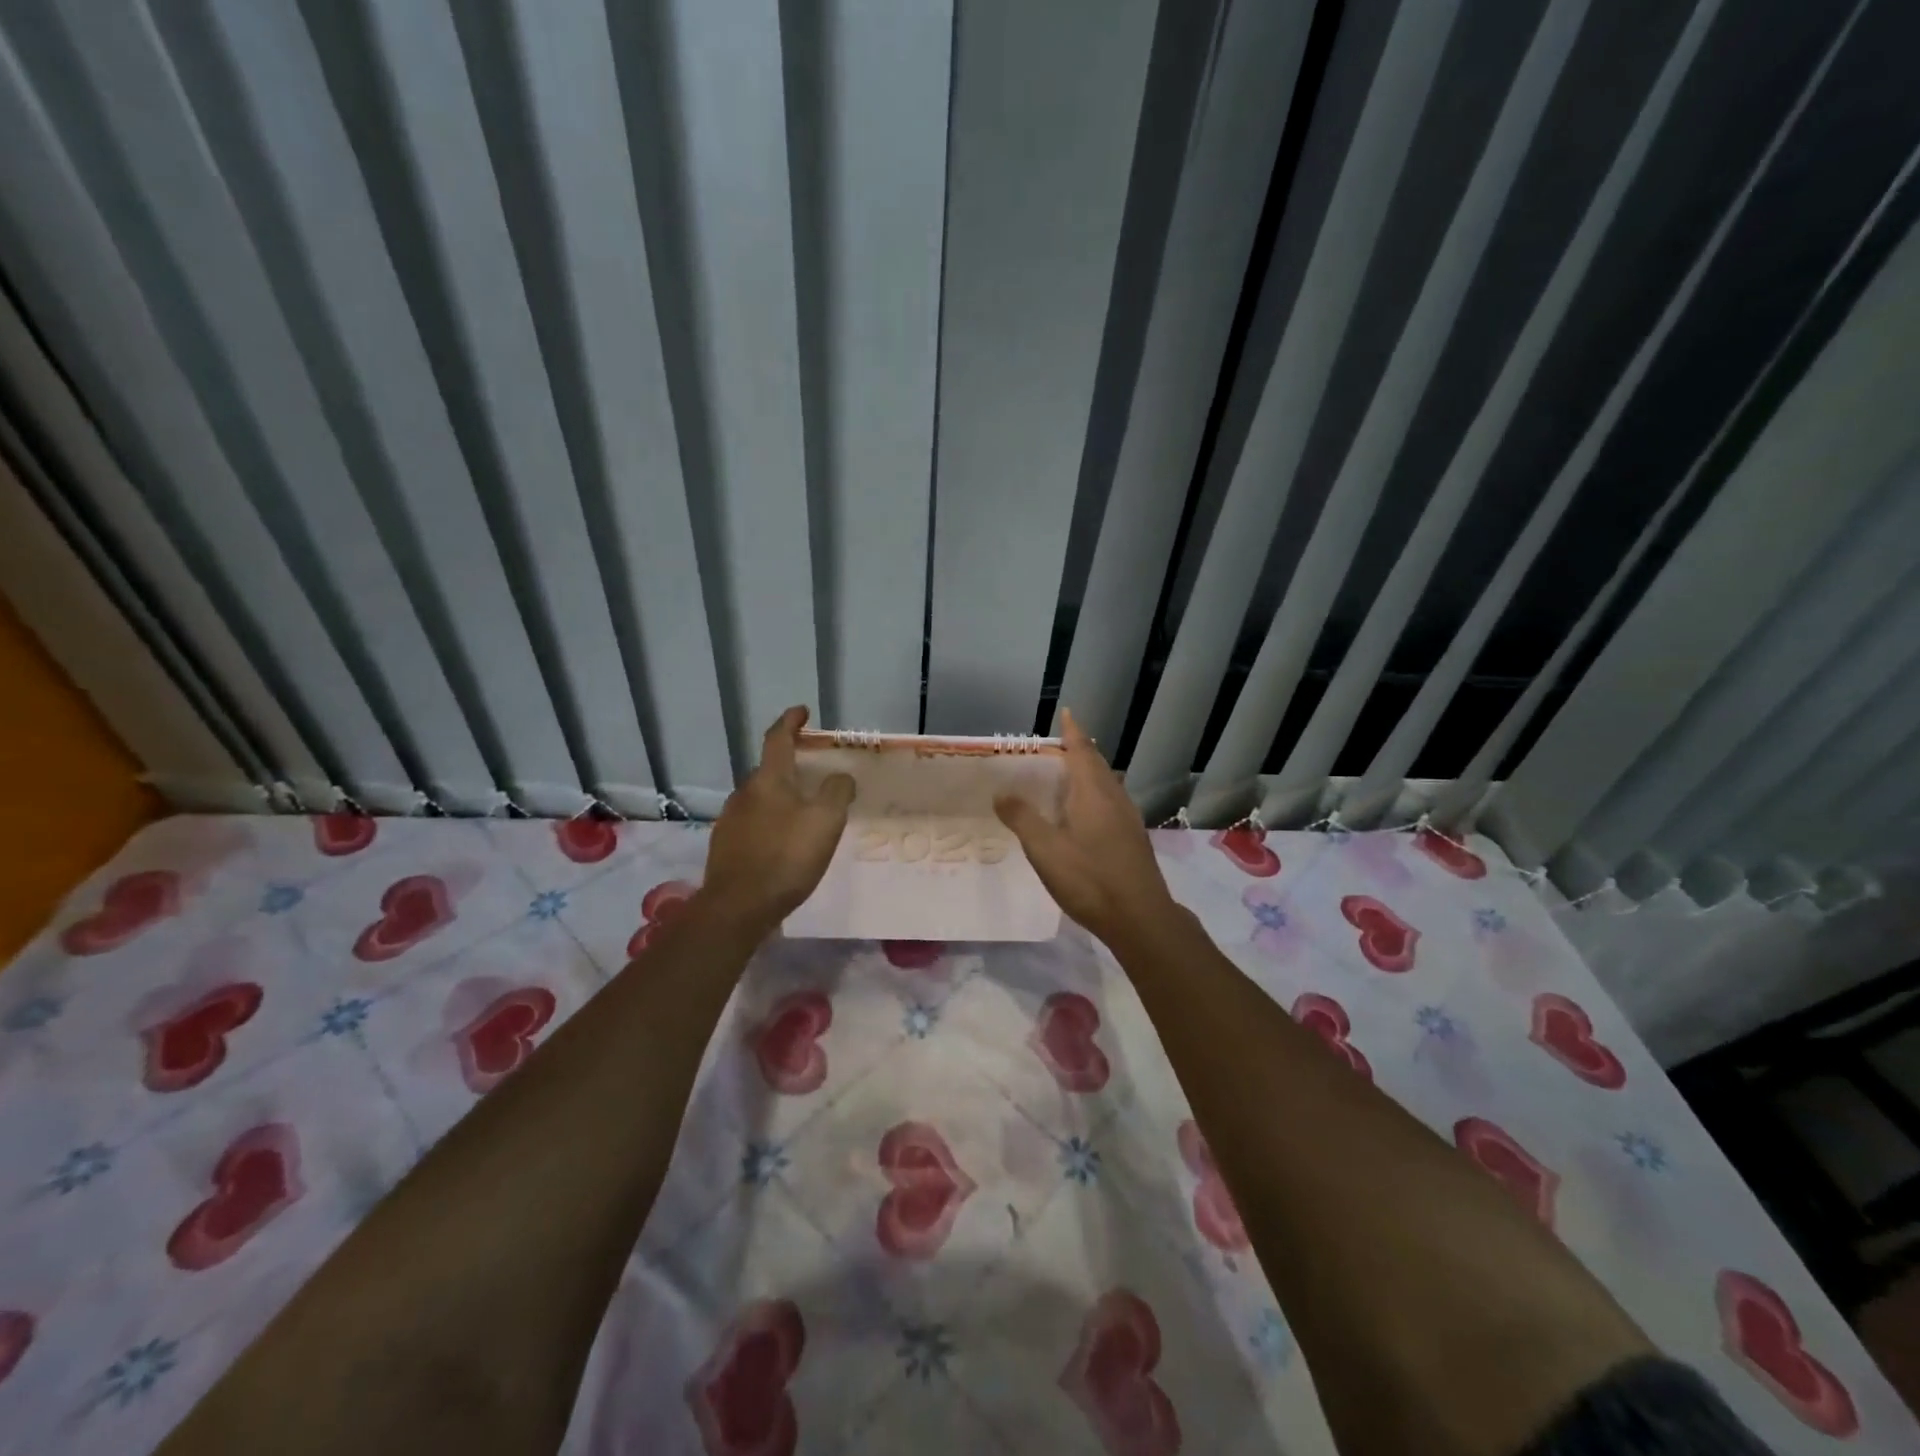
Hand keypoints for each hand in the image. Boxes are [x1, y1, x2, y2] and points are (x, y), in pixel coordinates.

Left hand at [701, 706, 855, 926]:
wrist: (738, 907)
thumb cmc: (786, 857)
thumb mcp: (826, 821)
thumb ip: (837, 792)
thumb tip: (840, 777)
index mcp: (768, 780)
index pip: (777, 738)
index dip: (790, 721)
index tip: (802, 711)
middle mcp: (744, 793)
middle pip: (769, 770)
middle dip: (790, 767)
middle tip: (815, 775)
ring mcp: (730, 819)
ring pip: (760, 798)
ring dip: (781, 798)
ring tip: (803, 813)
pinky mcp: (725, 845)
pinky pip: (753, 823)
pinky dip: (770, 822)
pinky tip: (782, 843)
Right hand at [993, 708, 1178, 947]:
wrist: (1140, 918)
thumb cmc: (1090, 879)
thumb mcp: (1045, 849)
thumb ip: (1022, 818)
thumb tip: (1001, 792)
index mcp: (1093, 793)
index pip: (1081, 751)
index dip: (1072, 733)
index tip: (1067, 713)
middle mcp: (1115, 799)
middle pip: (1097, 765)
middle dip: (1078, 752)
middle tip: (1054, 749)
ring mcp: (1128, 819)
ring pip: (1106, 785)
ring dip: (1088, 774)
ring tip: (1066, 778)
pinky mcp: (1133, 839)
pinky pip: (1111, 803)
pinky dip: (1094, 796)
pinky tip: (1084, 816)